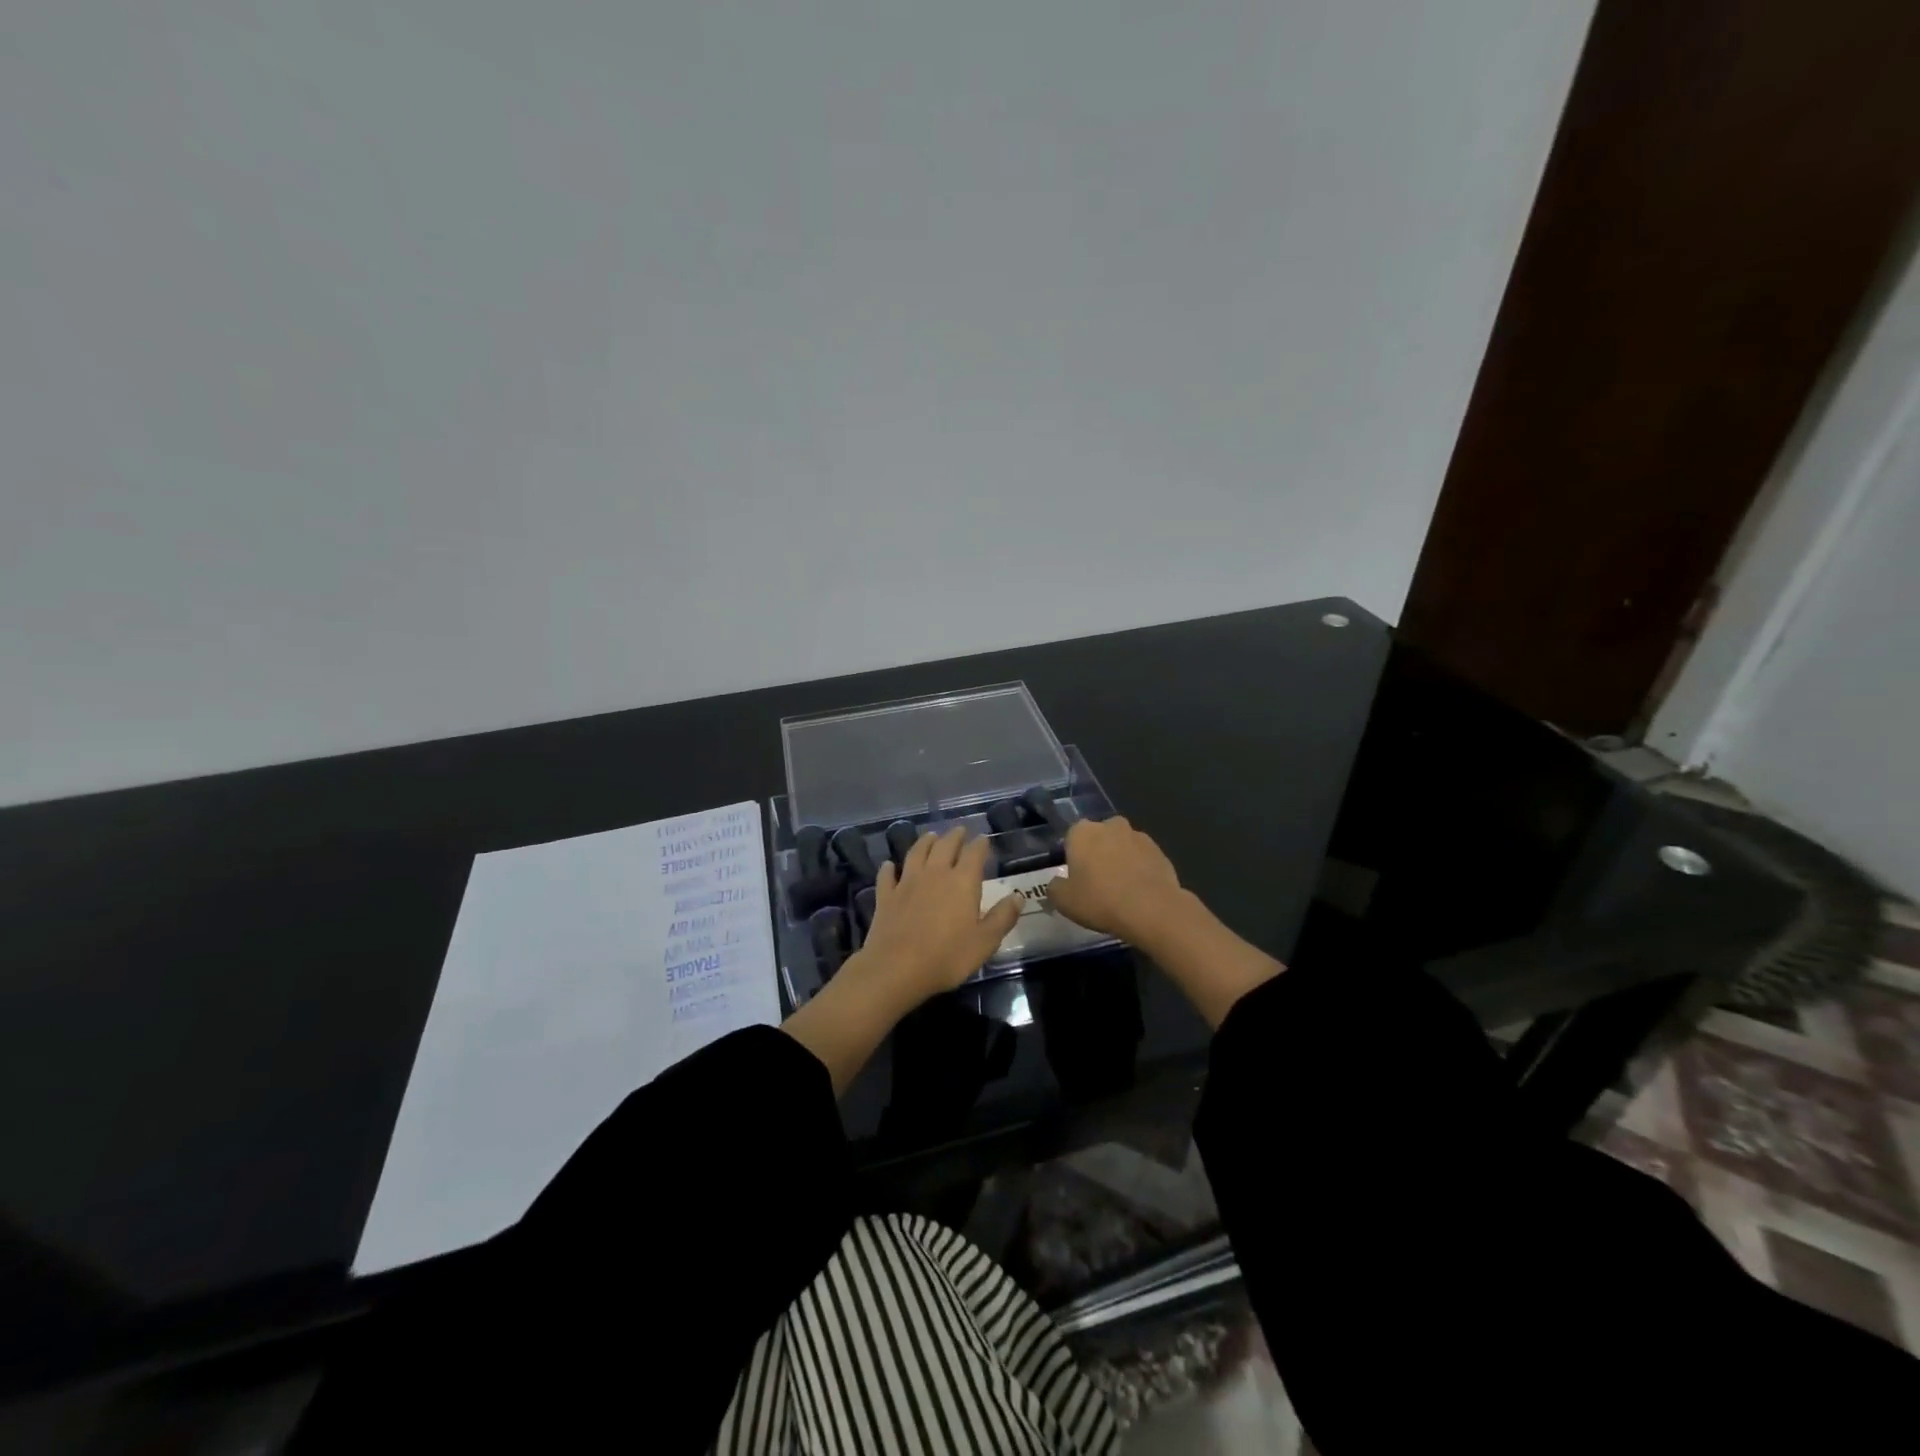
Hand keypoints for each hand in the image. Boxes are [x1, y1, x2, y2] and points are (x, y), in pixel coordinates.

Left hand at [852, 826, 1022, 1006]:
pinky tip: (889, 865)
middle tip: (960, 830)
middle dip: (954, 836)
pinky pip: (888, 876)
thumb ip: (1002, 917)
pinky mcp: (886, 896)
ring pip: (917, 853)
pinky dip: (889, 868)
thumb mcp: (985, 942)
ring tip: (931, 836)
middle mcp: (935, 873)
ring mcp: (907, 882)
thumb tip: (1018, 896)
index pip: (974, 854)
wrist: (897, 968)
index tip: (984, 839)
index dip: (980, 844)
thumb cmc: (947, 956)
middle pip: (945, 846)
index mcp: (962, 882)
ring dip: (925, 842)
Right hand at [1047, 816, 1186, 945]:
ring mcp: (1138, 835)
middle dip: (1097, 853)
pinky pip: (1142, 857)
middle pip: (1098, 837)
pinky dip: (1139, 869)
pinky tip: (1139, 891)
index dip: (1073, 857)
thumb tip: (1057, 883)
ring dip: (1120, 860)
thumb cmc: (1100, 900)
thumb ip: (1055, 887)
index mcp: (1082, 832)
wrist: (1151, 910)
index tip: (1076, 877)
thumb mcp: (1064, 901)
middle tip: (1097, 882)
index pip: (1071, 837)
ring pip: (1122, 846)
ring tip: (1120, 889)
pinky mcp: (1159, 850)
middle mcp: (1110, 825)